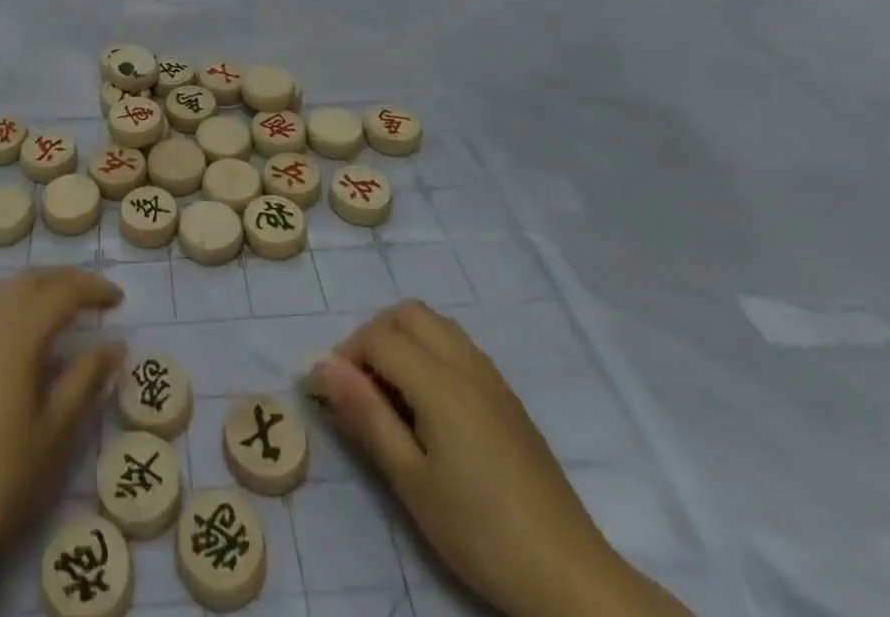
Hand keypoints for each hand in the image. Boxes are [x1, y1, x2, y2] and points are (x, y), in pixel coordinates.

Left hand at [0, 269, 123, 616]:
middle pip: (32, 278)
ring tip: (63, 307)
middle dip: (66, 280)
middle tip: (95, 296)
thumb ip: (85, 379)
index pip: (63, 290)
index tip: (119, 300)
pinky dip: (12, 302)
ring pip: (6, 288)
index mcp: (19, 330)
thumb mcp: (54, 431)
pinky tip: (20, 330)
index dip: (94, 290)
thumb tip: (114, 344)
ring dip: (38, 286)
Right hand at [310, 302, 689, 616]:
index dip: (346, 356)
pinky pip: (458, 346)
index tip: (333, 395)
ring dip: (404, 339)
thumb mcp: (410, 480)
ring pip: (435, 324)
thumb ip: (366, 415)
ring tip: (393, 393)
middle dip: (374, 336)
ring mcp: (491, 376)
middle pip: (407, 314)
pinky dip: (430, 353)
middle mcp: (466, 363)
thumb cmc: (479, 530)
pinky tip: (430, 406)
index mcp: (439, 381)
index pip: (378, 337)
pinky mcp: (507, 396)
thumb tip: (322, 366)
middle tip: (362, 386)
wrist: (567, 575)